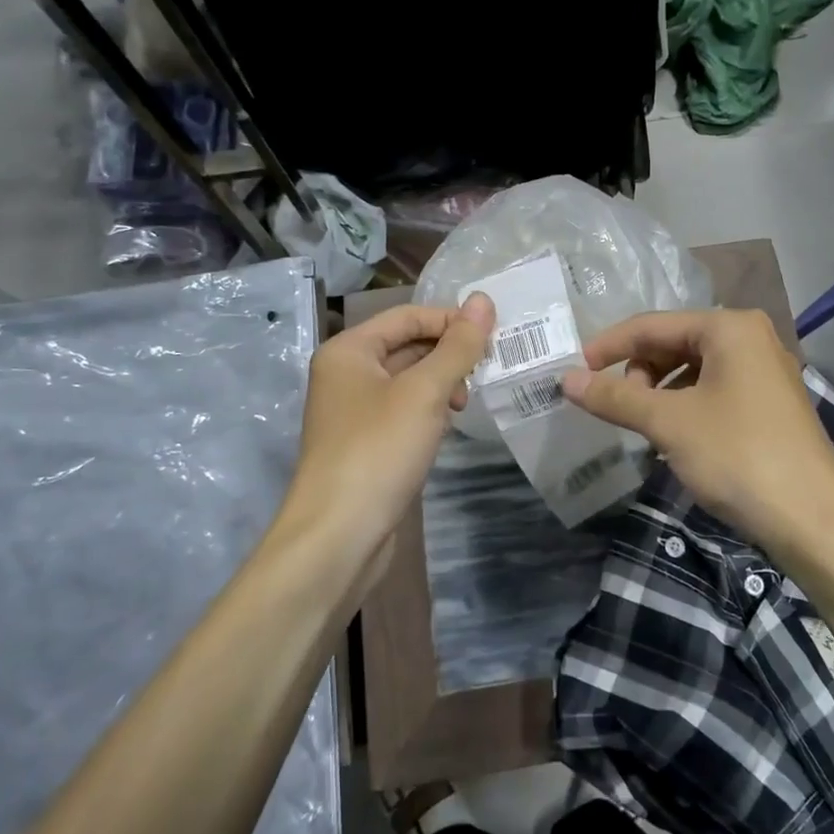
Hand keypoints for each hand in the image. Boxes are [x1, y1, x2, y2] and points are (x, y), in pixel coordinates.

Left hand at [274, 295, 493, 584]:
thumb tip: (484, 300)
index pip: (408, 316)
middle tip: (488, 369)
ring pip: (408, 380)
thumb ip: (457, 346)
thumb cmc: (379, 450)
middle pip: (407, 346)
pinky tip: (449, 424)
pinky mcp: (366, 443)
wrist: (339, 534)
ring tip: (467, 402)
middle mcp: (346, 374)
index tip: (494, 336)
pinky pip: (404, 411)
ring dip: (442, 383)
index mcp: (348, 351)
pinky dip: (430, 410)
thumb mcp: (425, 392)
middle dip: (448, 354)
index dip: (451, 320)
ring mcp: (354, 411)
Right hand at [561, 308, 833, 554]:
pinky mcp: (770, 403)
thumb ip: (615, 397)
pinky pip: (714, 389)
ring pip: (694, 368)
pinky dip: (685, 405)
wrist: (812, 520)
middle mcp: (751, 338)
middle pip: (674, 343)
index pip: (653, 325)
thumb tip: (566, 380)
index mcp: (730, 327)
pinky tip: (675, 435)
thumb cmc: (737, 456)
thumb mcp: (668, 423)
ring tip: (645, 425)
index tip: (574, 372)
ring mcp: (765, 371)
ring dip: (660, 391)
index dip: (609, 346)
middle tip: (619, 408)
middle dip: (639, 371)